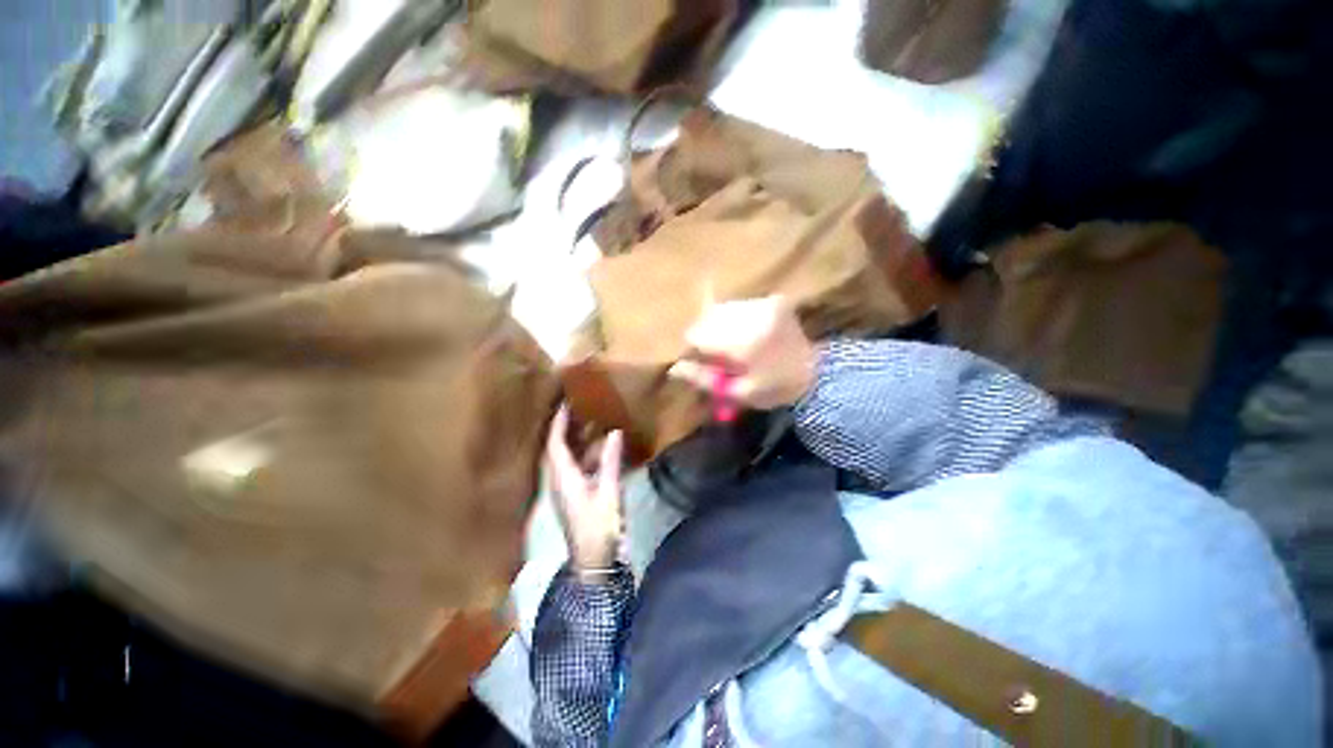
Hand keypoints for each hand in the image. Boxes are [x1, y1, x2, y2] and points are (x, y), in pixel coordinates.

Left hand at [545, 406, 624, 575]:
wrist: (592, 561)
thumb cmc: (599, 526)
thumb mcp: (608, 490)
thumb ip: (610, 460)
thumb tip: (615, 432)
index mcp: (563, 478)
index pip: (555, 444)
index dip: (559, 423)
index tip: (566, 404)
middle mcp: (559, 481)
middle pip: (558, 449)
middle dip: (567, 428)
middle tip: (581, 409)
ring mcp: (566, 489)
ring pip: (568, 458)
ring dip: (579, 441)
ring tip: (595, 424)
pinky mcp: (574, 496)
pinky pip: (577, 468)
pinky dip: (587, 455)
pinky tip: (602, 450)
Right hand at [668, 296, 816, 409]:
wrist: (816, 374)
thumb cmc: (774, 389)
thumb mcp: (737, 393)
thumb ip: (704, 378)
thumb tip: (674, 367)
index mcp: (744, 342)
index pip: (698, 334)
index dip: (695, 347)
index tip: (703, 359)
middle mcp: (753, 315)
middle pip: (708, 318)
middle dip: (707, 334)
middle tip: (719, 354)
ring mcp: (764, 304)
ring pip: (722, 309)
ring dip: (720, 324)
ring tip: (735, 344)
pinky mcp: (773, 299)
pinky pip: (739, 305)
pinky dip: (734, 318)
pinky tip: (745, 333)